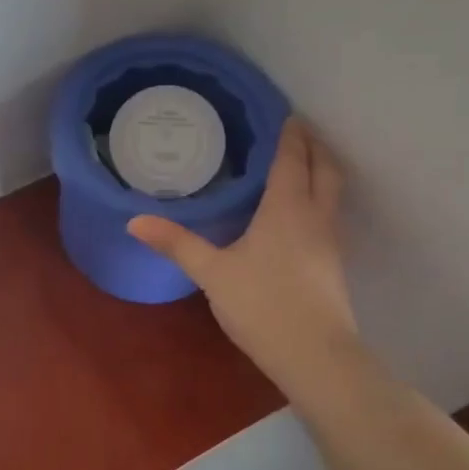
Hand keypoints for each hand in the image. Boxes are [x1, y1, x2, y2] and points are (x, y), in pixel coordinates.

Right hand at [128, 117, 357, 390]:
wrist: (316, 356)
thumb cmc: (262, 305)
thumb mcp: (212, 273)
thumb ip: (176, 243)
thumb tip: (134, 221)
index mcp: (287, 208)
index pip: (292, 159)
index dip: (291, 135)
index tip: (287, 114)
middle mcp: (315, 216)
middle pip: (325, 169)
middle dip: (314, 146)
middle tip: (298, 130)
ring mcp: (330, 241)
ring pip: (333, 192)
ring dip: (322, 170)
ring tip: (301, 163)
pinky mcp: (334, 264)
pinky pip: (330, 214)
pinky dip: (320, 197)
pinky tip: (300, 213)